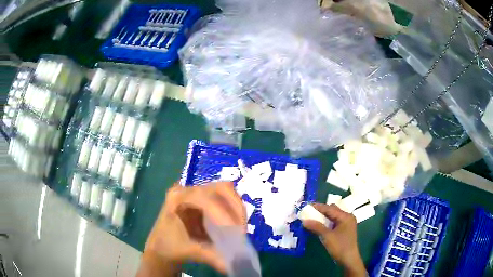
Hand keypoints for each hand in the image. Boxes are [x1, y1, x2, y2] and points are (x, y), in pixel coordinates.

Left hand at [139, 182, 245, 275]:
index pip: (203, 197)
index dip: (221, 212)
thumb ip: (212, 257)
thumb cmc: (170, 246)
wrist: (161, 245)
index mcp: (177, 199)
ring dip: (236, 208)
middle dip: (235, 207)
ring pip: (223, 191)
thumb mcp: (190, 251)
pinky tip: (234, 224)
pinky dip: (232, 210)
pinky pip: (223, 198)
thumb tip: (233, 265)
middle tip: (242, 229)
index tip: (235, 231)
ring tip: (239, 228)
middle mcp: (186, 190)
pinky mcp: (202, 199)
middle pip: (218, 188)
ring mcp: (195, 192)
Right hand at [301, 203, 366, 276]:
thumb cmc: (339, 247)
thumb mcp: (327, 236)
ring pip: (333, 216)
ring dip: (323, 217)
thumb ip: (316, 227)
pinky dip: (326, 222)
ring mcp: (346, 223)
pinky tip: (319, 225)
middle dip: (320, 211)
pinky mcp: (344, 230)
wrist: (348, 260)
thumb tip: (304, 221)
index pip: (329, 208)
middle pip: (332, 210)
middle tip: (308, 213)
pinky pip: (334, 222)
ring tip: (312, 218)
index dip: (317, 207)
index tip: (306, 205)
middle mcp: (347, 217)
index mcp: (345, 216)